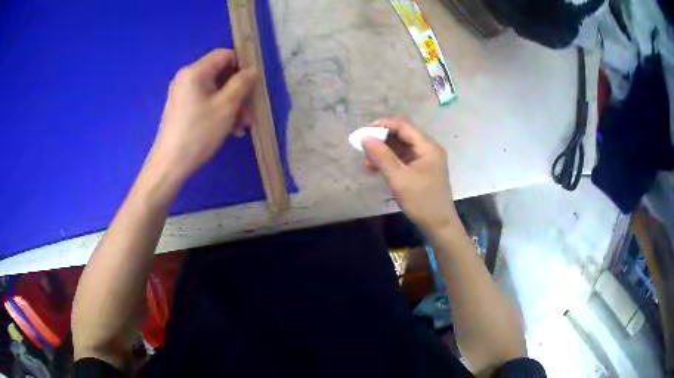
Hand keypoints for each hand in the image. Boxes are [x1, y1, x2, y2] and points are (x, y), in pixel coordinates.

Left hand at [147, 48, 257, 184]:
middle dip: (238, 92)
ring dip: (232, 105)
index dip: (242, 66)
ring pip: (215, 90)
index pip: (225, 55)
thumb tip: (252, 70)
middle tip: (249, 114)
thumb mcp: (226, 107)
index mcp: (195, 71)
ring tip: (242, 126)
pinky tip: (229, 129)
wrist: (170, 165)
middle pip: (221, 74)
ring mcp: (183, 93)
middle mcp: (187, 77)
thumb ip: (242, 83)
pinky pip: (205, 101)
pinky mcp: (182, 107)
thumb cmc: (198, 133)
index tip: (253, 86)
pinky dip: (219, 111)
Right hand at [363, 118, 460, 232]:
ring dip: (383, 152)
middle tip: (363, 148)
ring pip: (401, 147)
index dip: (382, 125)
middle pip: (402, 135)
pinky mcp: (422, 170)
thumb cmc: (421, 202)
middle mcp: (428, 148)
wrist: (439, 225)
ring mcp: (426, 159)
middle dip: (381, 139)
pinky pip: (403, 159)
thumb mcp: (399, 179)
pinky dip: (389, 161)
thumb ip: (382, 156)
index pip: (403, 125)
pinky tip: (375, 169)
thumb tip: (365, 138)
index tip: (363, 133)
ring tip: (366, 162)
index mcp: (427, 146)